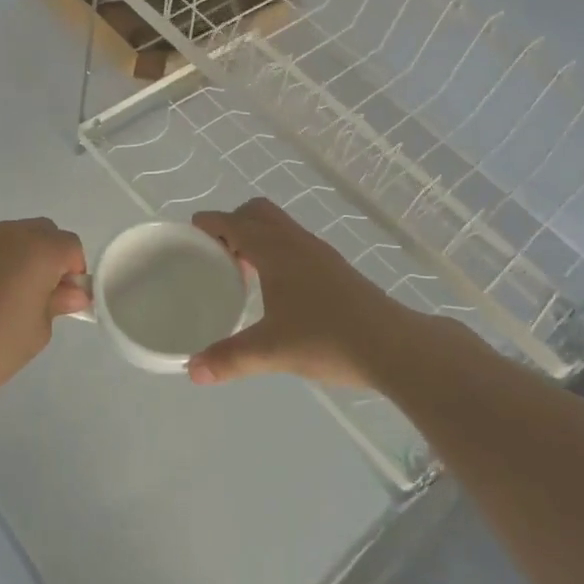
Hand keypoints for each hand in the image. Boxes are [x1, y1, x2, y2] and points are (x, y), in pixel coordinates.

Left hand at [0, 218, 89, 411]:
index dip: (74, 272)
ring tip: (9, 297)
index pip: (71, 246)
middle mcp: (9, 234)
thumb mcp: (38, 330)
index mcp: (38, 249)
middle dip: (50, 257)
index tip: (65, 300)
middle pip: (43, 232)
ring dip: (21, 257)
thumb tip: (72, 292)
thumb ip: (58, 303)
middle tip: (42, 295)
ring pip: (13, 237)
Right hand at [188, 199, 424, 387]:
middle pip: (258, 212)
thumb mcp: (271, 351)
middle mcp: (296, 242)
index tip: (190, 234)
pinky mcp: (335, 268)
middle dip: (233, 223)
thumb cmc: (326, 339)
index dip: (209, 223)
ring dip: (256, 236)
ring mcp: (319, 253)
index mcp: (275, 251)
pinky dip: (276, 250)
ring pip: (280, 227)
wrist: (392, 345)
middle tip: (216, 253)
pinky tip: (276, 288)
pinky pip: (295, 243)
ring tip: (241, 270)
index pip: (234, 222)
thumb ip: (229, 358)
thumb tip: (193, 371)